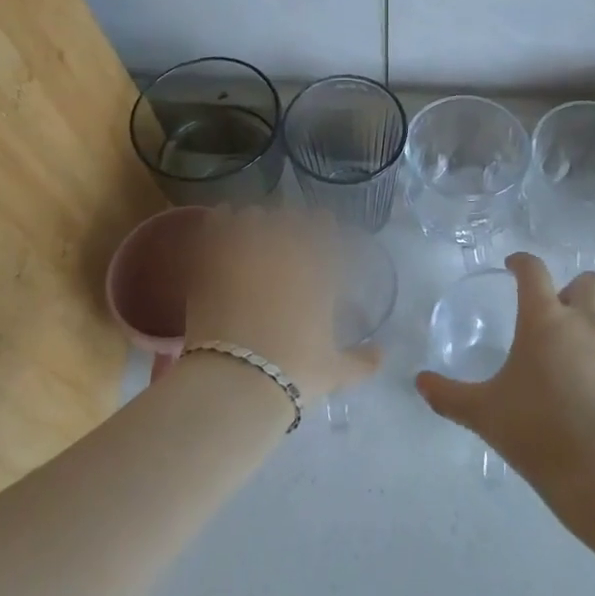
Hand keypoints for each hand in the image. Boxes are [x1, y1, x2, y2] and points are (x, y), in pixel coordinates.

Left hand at [183, 206, 380, 401]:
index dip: (322, 226)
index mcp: (319, 269)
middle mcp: (286, 250)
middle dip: (288, 223)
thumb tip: (382, 354)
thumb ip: (361, 361)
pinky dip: (221, 222)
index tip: (320, 230)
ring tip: (251, 230)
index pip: (325, 227)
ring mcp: (248, 250)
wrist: (237, 380)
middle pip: (289, 216)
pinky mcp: (212, 259)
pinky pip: (218, 224)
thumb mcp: (334, 372)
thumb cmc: (293, 373)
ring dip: (255, 221)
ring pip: (254, 215)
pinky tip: (220, 226)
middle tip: (282, 234)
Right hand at [416, 253, 594, 479]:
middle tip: (557, 318)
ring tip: (582, 358)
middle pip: (588, 281)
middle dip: (573, 291)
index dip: (522, 262)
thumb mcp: (483, 413)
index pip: (533, 270)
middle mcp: (586, 320)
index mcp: (544, 319)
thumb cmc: (536, 430)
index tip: (513, 267)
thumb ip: (449, 395)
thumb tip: (419, 382)